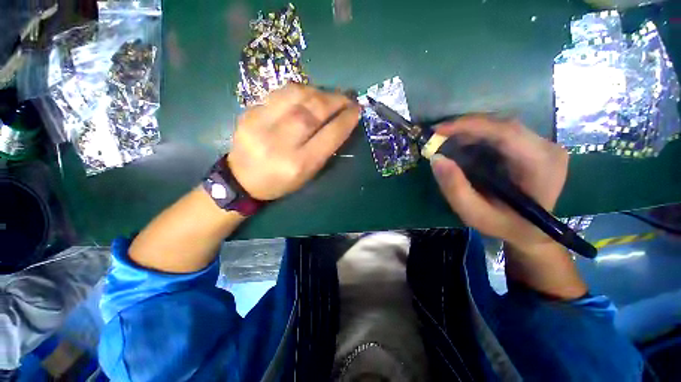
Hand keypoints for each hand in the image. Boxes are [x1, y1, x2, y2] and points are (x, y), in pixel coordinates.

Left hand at [228, 84, 360, 200]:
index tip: (357, 110)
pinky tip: (308, 94)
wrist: (242, 179)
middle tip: (347, 98)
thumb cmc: (281, 182)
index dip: (346, 120)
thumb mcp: (308, 174)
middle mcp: (280, 143)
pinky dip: (300, 90)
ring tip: (329, 95)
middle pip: (313, 112)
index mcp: (298, 164)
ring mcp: (261, 124)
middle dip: (335, 101)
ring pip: (296, 96)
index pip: (329, 136)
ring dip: (319, 92)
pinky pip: (280, 93)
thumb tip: (340, 122)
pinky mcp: (249, 112)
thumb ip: (325, 149)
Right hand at [430, 116, 568, 252]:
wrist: (531, 231)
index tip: (438, 131)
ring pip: (500, 125)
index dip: (469, 125)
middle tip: (437, 136)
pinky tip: (462, 145)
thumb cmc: (504, 225)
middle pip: (502, 124)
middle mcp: (546, 148)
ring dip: (469, 131)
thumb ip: (455, 188)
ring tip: (446, 141)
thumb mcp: (474, 213)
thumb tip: (436, 159)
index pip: (505, 131)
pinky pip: (501, 132)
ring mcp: (542, 144)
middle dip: (465, 127)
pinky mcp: (532, 145)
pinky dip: (477, 135)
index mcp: (540, 165)